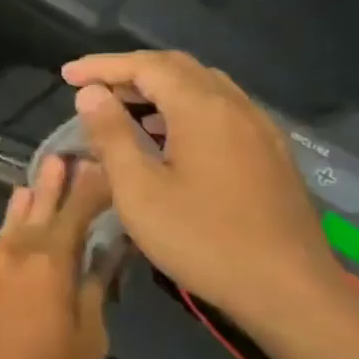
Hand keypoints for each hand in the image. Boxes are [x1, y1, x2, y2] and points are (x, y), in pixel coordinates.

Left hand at [0, 154, 112, 358]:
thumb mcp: (86, 345)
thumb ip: (94, 294)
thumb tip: (104, 258)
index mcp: (49, 262)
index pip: (77, 213)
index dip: (92, 189)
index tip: (104, 166)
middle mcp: (16, 251)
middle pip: (40, 207)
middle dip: (55, 183)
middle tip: (63, 156)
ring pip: (13, 222)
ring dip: (28, 201)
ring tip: (35, 183)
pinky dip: (10, 229)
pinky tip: (14, 231)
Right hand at [61, 51, 345, 351]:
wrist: (291, 293)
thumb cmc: (204, 240)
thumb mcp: (139, 191)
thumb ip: (111, 135)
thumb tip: (91, 94)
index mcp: (202, 108)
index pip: (145, 65)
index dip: (102, 66)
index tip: (67, 76)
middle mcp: (235, 106)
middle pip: (176, 67)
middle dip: (130, 71)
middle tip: (92, 90)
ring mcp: (259, 128)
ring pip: (202, 86)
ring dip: (158, 88)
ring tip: (123, 110)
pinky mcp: (271, 152)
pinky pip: (221, 109)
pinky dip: (184, 107)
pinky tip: (167, 137)